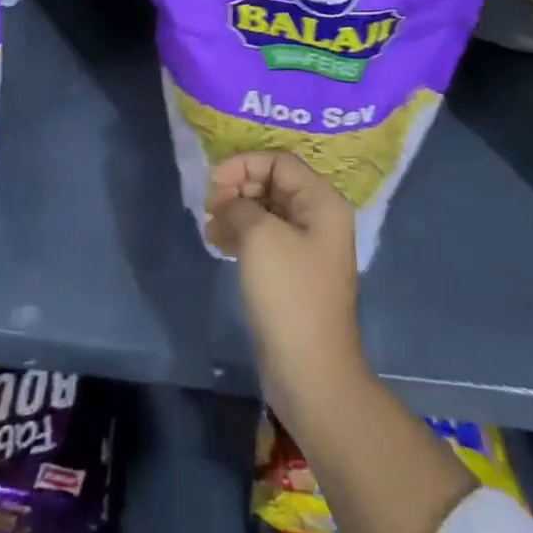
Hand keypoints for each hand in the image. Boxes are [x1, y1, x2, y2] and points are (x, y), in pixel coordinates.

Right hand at [205, 152, 362, 398]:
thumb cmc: (288, 292)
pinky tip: (219, 244)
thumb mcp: (259, 235)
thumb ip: (239, 204)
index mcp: (321, 202)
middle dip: (238, 189)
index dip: (242, 165)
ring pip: (266, 211)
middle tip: (210, 207)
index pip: (278, 161)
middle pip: (272, 183)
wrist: (310, 371)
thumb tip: (228, 204)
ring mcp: (308, 247)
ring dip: (236, 213)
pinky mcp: (294, 273)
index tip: (213, 183)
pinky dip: (241, 234)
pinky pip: (265, 238)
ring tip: (211, 229)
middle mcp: (319, 218)